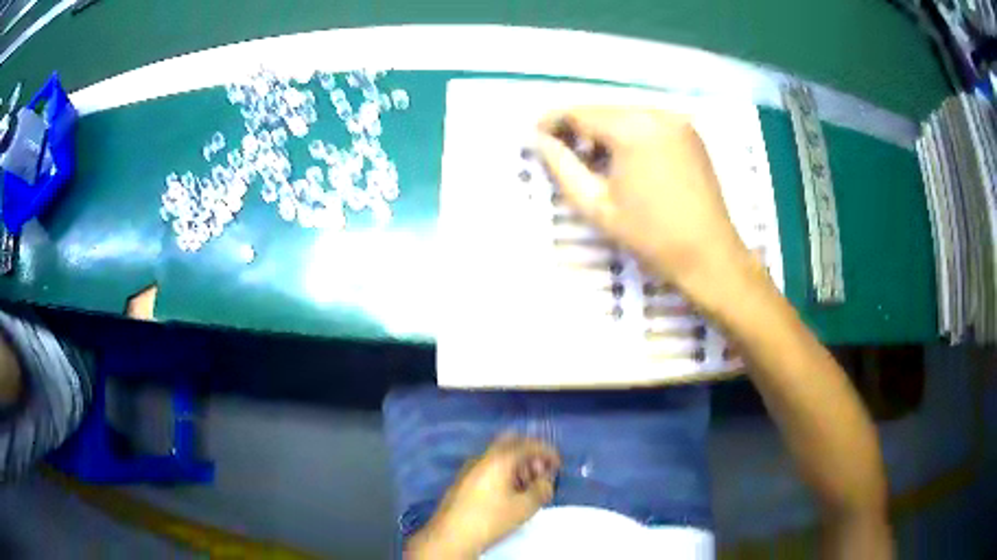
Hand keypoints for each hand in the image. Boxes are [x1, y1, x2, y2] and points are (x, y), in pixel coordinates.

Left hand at [406, 434, 560, 558]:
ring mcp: (470, 468)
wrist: (451, 535)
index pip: (528, 444)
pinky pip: (489, 466)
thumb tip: (545, 481)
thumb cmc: (490, 519)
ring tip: (528, 486)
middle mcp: (483, 458)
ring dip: (517, 464)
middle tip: (540, 472)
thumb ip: (541, 489)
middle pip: (511, 443)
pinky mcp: (463, 480)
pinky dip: (504, 471)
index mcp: (499, 459)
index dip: (547, 452)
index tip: (558, 465)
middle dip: (530, 454)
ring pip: (499, 455)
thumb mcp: (524, 507)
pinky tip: (509, 492)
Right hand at [536, 107, 758, 306]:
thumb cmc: (650, 236)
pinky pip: (648, 122)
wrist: (709, 254)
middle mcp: (655, 113)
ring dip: (603, 130)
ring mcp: (677, 120)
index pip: (579, 112)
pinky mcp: (689, 131)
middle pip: (603, 109)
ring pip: (625, 114)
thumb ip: (562, 167)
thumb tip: (539, 141)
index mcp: (631, 128)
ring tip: (592, 158)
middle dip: (578, 126)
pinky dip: (629, 132)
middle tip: (561, 151)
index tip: (536, 136)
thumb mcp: (597, 205)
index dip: (552, 121)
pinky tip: (623, 158)